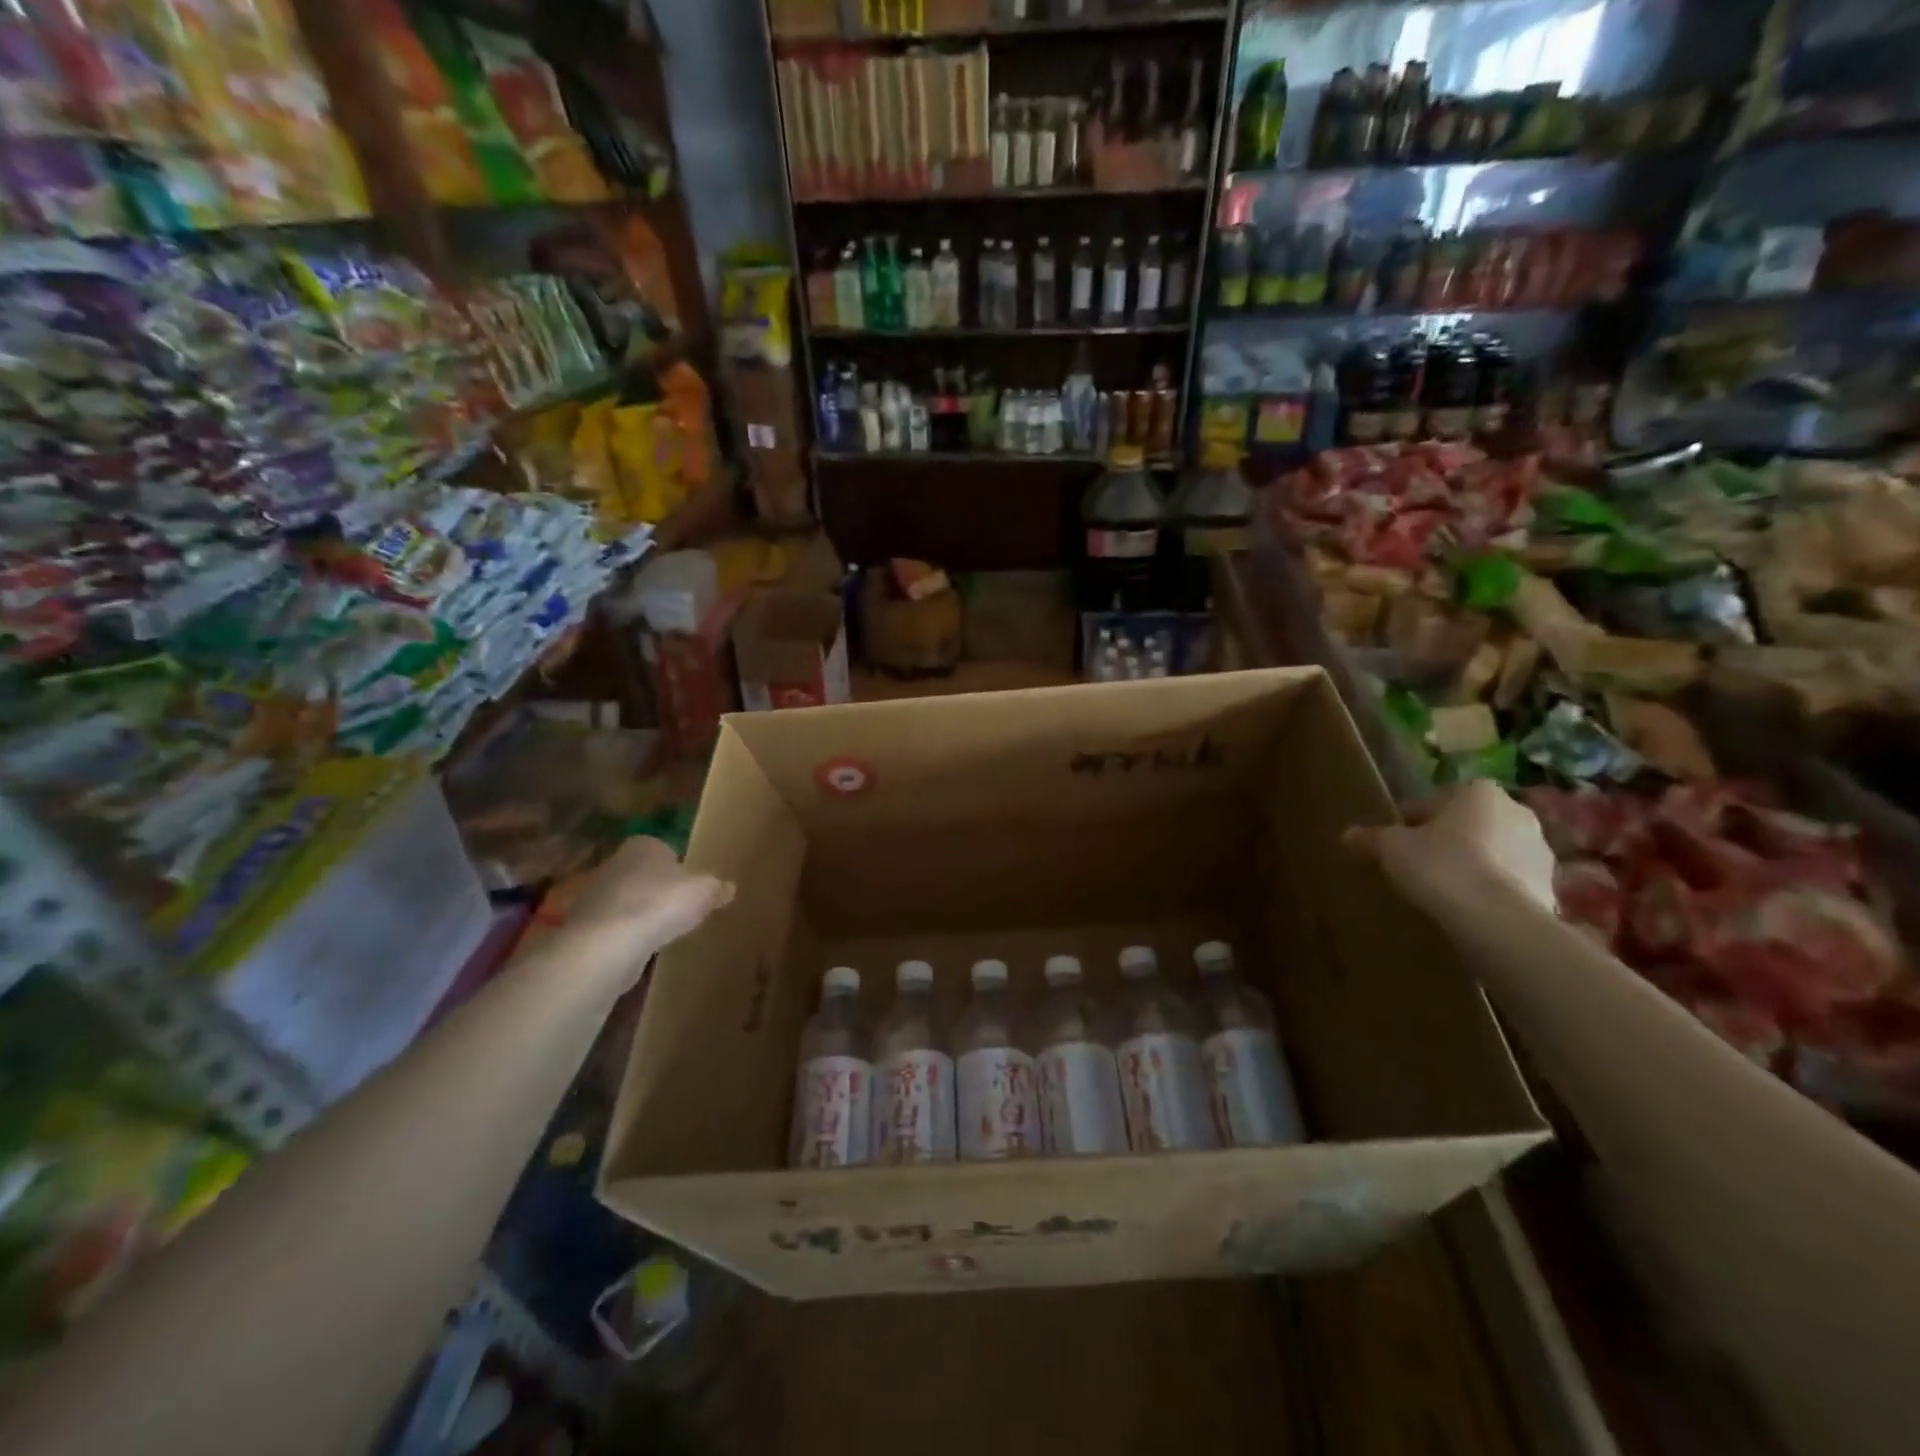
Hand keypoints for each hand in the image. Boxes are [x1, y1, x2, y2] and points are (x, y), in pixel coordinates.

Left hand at [547, 836, 732, 987]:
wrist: (607, 944)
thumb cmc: (660, 904)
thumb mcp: (704, 892)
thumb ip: (717, 888)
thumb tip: (729, 887)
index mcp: (644, 845)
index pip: (664, 849)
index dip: (680, 867)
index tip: (692, 886)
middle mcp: (615, 863)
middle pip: (643, 875)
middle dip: (659, 890)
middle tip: (681, 909)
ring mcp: (595, 895)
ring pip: (626, 901)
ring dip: (641, 915)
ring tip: (664, 933)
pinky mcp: (584, 927)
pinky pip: (613, 928)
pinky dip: (626, 937)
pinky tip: (641, 951)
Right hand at [1344, 780, 1556, 912]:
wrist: (1498, 920)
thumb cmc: (1441, 866)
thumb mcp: (1391, 849)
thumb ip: (1371, 838)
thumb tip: (1347, 835)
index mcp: (1478, 792)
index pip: (1436, 799)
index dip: (1412, 819)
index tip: (1396, 840)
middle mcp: (1516, 811)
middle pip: (1468, 823)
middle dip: (1446, 839)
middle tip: (1416, 862)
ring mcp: (1539, 849)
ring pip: (1492, 850)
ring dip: (1471, 863)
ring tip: (1441, 889)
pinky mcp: (1550, 885)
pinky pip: (1508, 879)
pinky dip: (1490, 887)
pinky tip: (1466, 906)